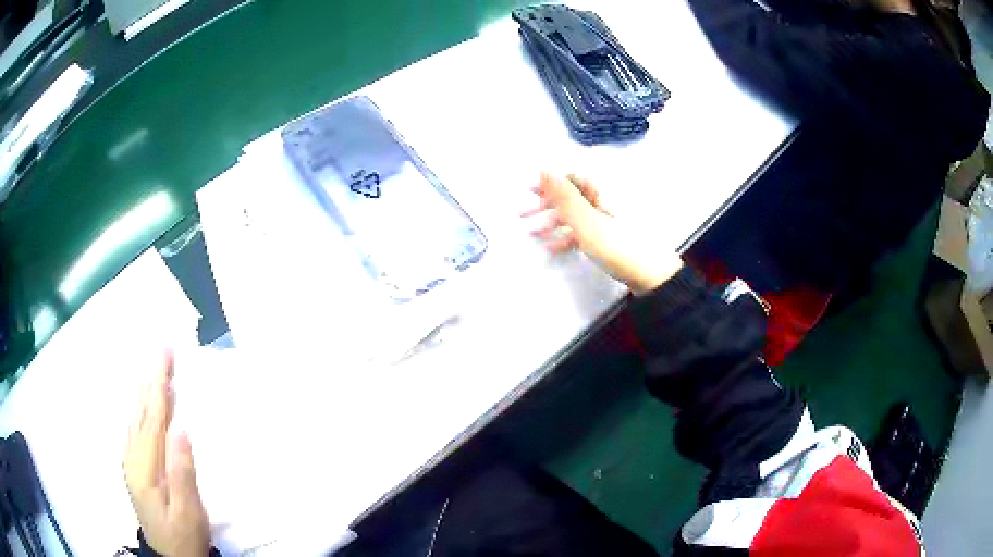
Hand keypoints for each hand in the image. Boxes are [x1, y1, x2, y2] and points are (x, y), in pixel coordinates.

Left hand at [124, 353, 210, 556]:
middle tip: (161, 349)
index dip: (160, 385)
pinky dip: (140, 409)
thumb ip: (182, 472)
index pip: (154, 418)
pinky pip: (135, 429)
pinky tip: (142, 403)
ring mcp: (132, 462)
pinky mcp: (135, 468)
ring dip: (145, 390)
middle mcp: (133, 458)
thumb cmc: (182, 537)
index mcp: (145, 467)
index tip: (166, 355)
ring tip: (153, 368)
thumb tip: (181, 429)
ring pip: (136, 417)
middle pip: (142, 411)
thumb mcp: (188, 512)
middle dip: (151, 379)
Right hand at [523, 173, 681, 293]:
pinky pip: (584, 231)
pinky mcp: (611, 239)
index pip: (571, 178)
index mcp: (603, 192)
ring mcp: (609, 221)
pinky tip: (552, 248)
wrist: (653, 279)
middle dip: (546, 204)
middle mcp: (606, 201)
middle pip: (571, 197)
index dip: (548, 182)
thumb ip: (565, 196)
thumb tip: (544, 167)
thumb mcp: (588, 222)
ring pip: (575, 215)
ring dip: (553, 222)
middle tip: (522, 215)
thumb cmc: (620, 248)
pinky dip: (567, 237)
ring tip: (531, 234)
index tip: (527, 191)